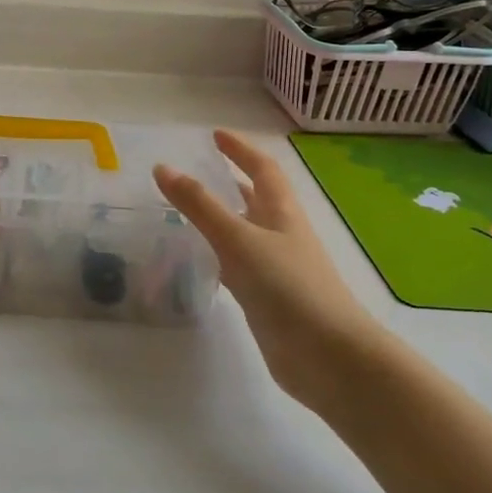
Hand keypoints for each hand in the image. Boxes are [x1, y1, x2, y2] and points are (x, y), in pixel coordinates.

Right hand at [155, 131, 379, 400]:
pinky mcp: (268, 298)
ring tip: (186, 212)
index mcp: (282, 212)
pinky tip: (199, 262)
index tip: (216, 136)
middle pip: (256, 199)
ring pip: (245, 233)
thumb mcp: (238, 239)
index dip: (241, 150)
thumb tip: (163, 168)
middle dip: (230, 182)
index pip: (262, 169)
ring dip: (221, 219)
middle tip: (196, 172)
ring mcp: (277, 268)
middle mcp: (281, 234)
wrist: (328, 356)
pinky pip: (238, 266)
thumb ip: (199, 205)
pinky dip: (218, 256)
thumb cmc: (287, 286)